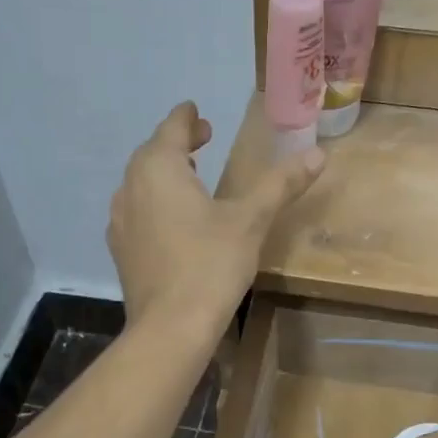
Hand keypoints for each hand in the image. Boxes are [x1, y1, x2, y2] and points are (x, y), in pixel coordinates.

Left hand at [108, 101, 324, 334]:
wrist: (170, 326)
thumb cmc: (211, 263)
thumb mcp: (251, 219)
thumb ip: (281, 183)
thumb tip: (317, 153)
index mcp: (159, 168)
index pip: (171, 128)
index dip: (186, 117)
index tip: (196, 111)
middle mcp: (131, 187)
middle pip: (152, 153)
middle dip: (177, 144)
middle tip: (202, 139)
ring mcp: (121, 220)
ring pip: (141, 183)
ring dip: (165, 173)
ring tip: (190, 177)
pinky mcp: (121, 250)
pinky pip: (138, 211)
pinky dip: (156, 202)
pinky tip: (173, 221)